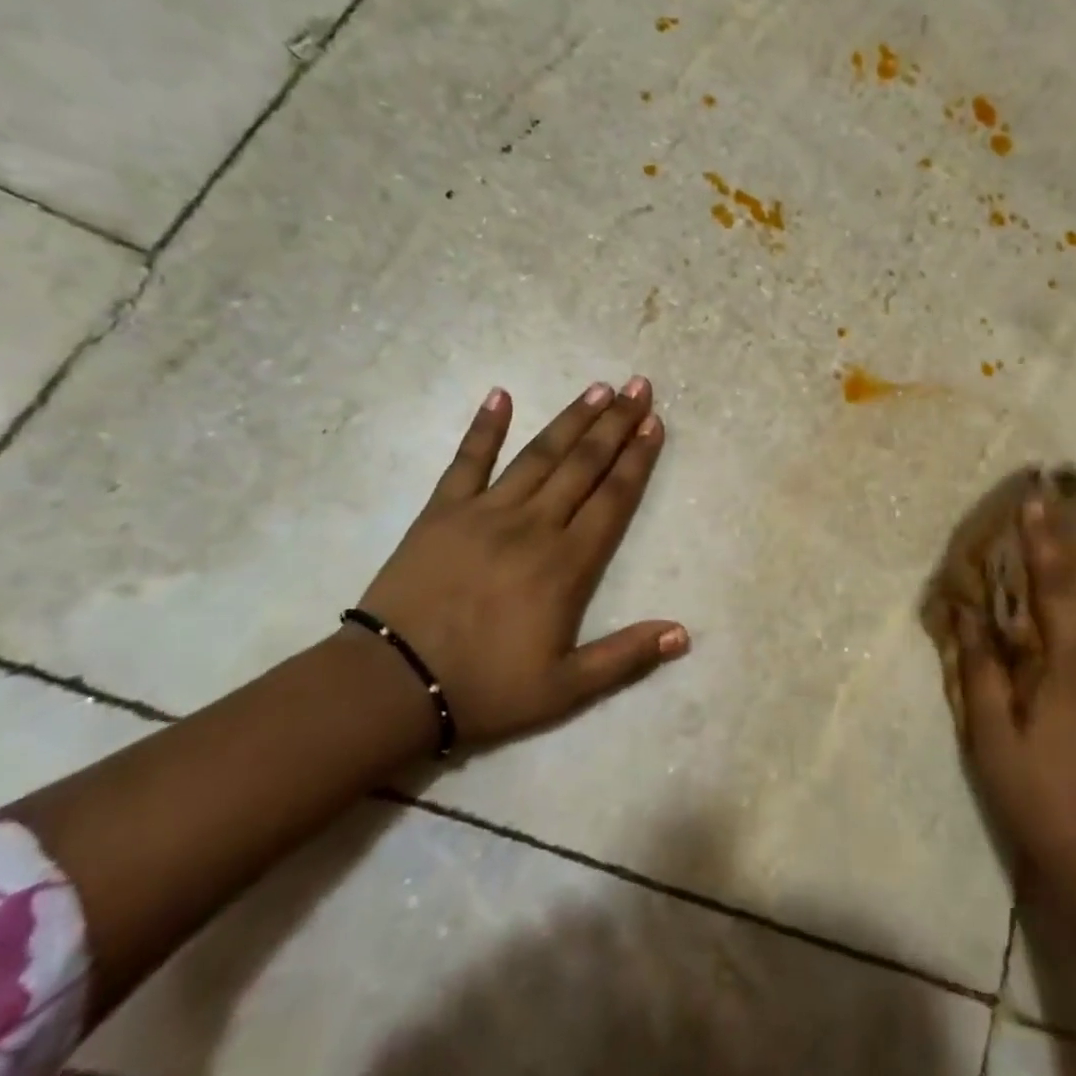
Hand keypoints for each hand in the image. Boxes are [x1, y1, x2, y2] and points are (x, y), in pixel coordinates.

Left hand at [354, 377, 686, 748]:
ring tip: (597, 388)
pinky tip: (499, 395)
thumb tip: (683, 633)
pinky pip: (467, 461)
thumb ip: (626, 656)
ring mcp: (485, 512)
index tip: (654, 423)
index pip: (612, 498)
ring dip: (571, 419)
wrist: (392, 686)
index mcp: (566, 564)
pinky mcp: (442, 511)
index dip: (637, 458)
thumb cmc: (486, 688)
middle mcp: (533, 525)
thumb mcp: (565, 688)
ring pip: (539, 455)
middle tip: (638, 387)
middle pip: (583, 465)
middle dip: (615, 423)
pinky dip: (484, 427)